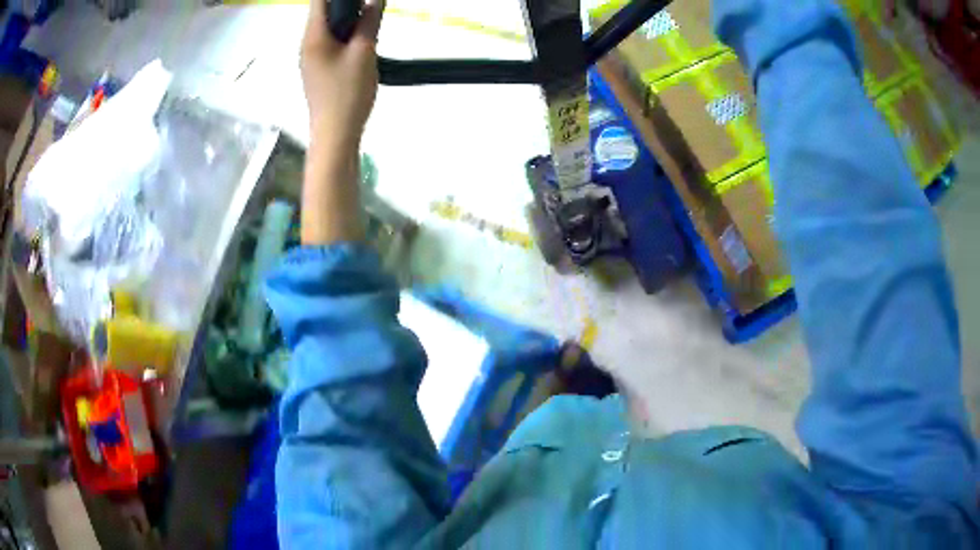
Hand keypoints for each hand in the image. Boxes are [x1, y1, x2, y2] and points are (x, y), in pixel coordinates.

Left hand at [301, 0, 384, 151]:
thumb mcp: (364, 52)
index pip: (319, 1)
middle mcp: (306, 44)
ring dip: (348, 21)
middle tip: (371, 9)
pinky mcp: (317, 70)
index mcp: (313, 36)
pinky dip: (344, 36)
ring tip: (370, 23)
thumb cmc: (348, 92)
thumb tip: (373, 0)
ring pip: (327, 29)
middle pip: (322, 13)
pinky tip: (361, 44)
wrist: (335, 134)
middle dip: (346, 5)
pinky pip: (329, 43)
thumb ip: (369, 22)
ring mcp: (310, 59)